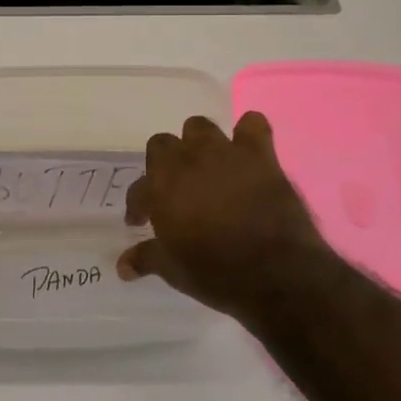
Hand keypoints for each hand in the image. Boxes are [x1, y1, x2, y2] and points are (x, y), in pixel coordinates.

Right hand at [118, 112, 336, 319]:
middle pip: (162, 145)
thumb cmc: (217, 273)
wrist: (277, 275)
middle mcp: (186, 161)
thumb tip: (123, 267)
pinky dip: (248, 133)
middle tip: (173, 190)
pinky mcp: (260, 156)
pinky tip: (246, 150)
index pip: (138, 189)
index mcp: (160, 188)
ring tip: (205, 166)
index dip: (138, 206)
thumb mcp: (173, 271)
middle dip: (163, 165)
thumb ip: (146, 259)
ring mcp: (224, 154)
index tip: (141, 221)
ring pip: (199, 127)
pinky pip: (253, 125)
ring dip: (198, 144)